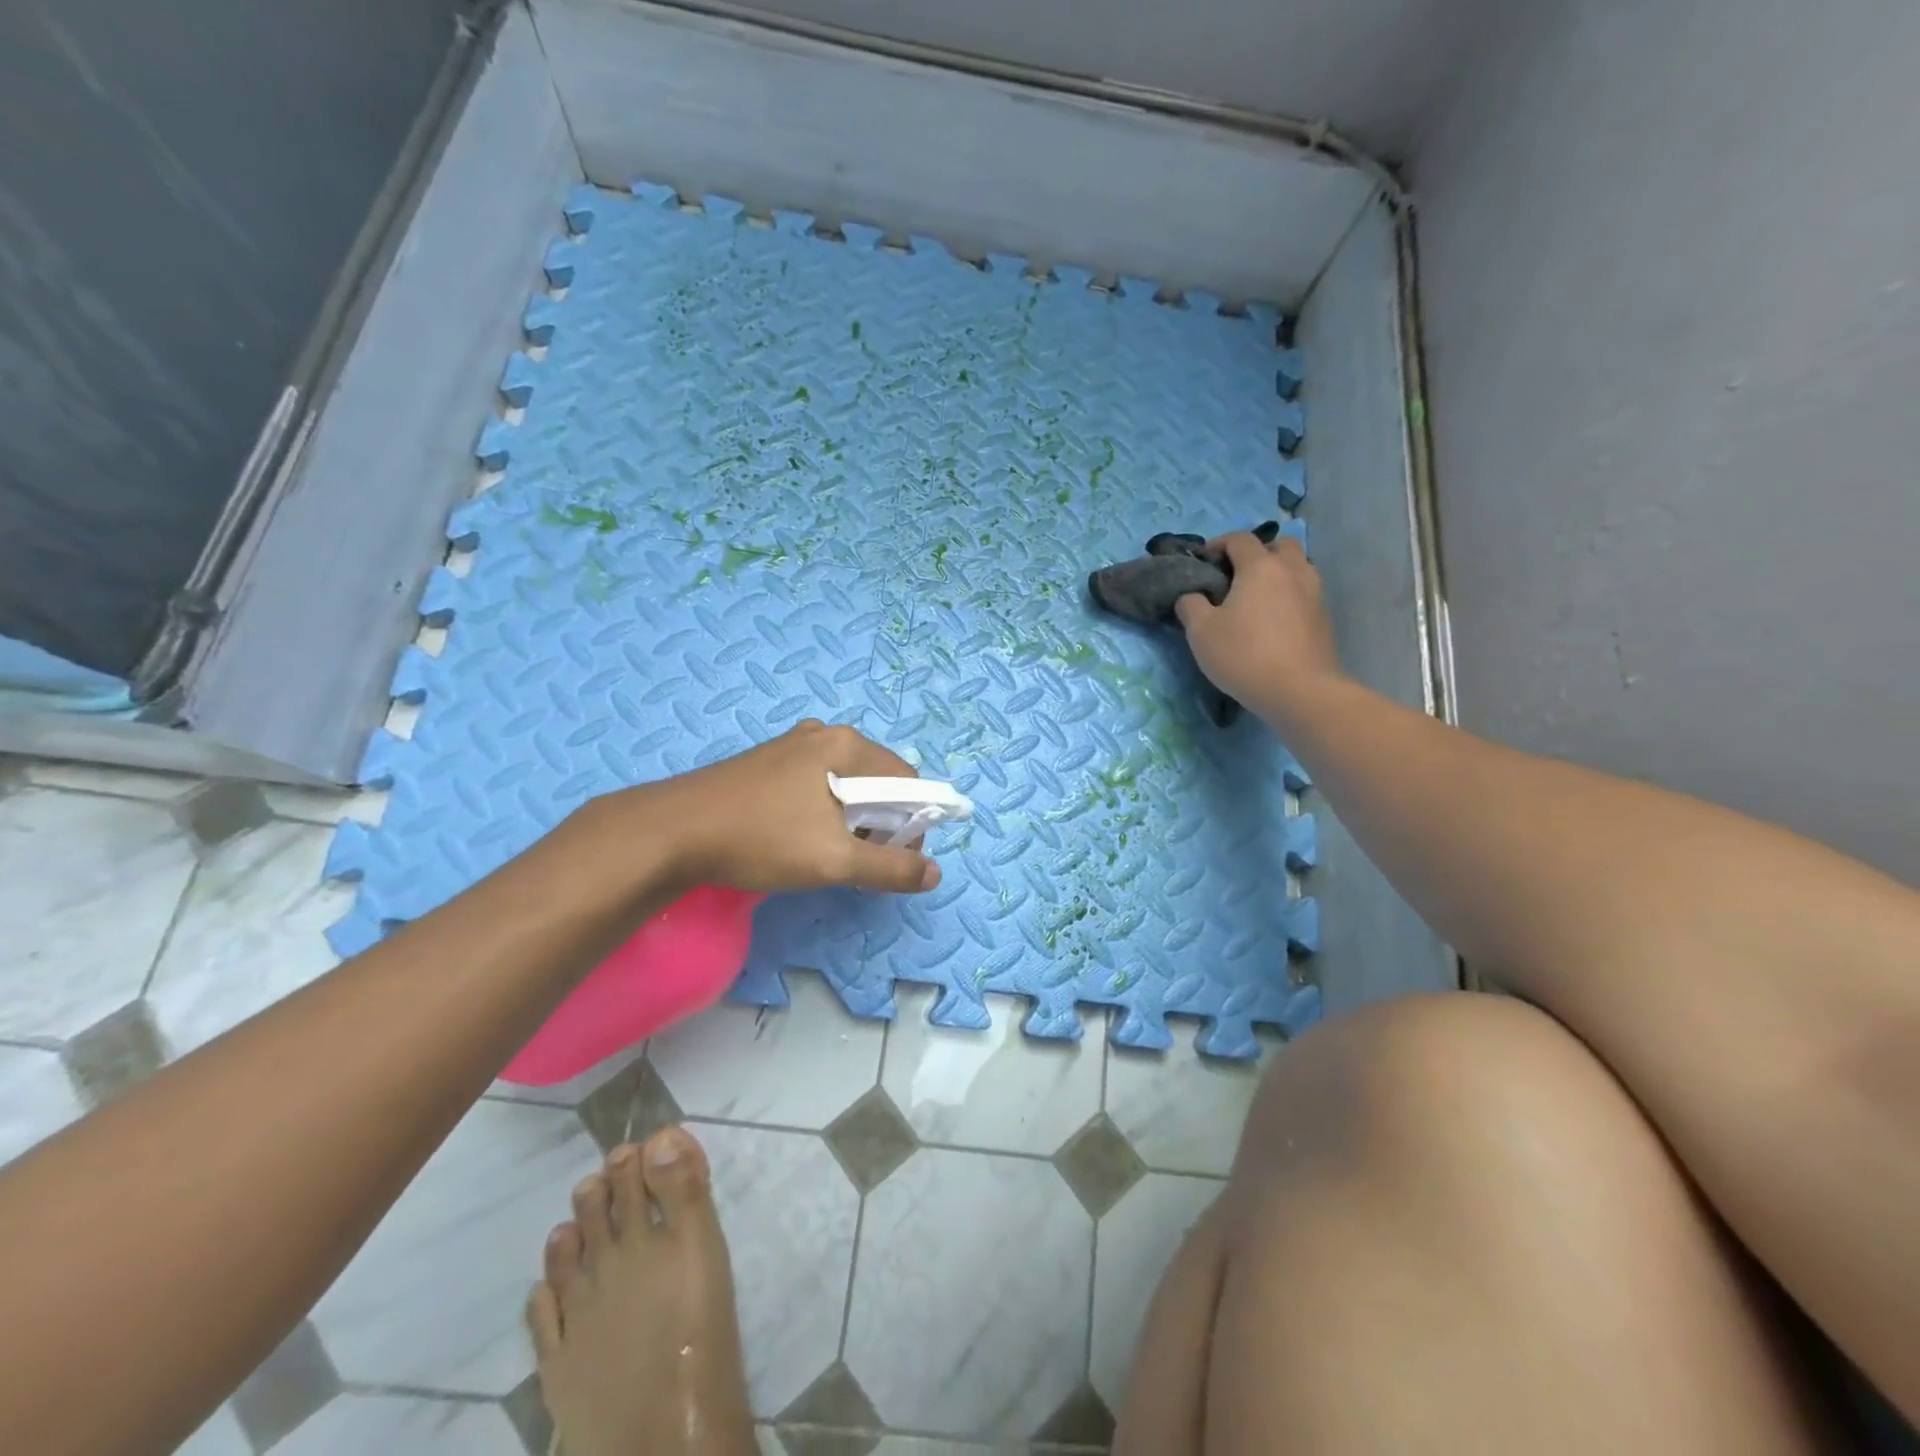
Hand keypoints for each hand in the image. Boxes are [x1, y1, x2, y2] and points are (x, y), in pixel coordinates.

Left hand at [641, 720, 940, 895]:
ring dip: (850, 820)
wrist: (672, 832)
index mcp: (845, 745)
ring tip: (827, 854)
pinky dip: (822, 812)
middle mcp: (822, 735)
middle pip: (875, 779)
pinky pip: (815, 784)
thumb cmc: (762, 839)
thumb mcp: (834, 860)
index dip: (913, 822)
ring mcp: (790, 746)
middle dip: (880, 822)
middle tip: (859, 861)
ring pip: (844, 784)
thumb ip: (890, 867)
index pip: (906, 779)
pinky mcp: (766, 762)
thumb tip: (934, 873)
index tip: (895, 859)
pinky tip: (797, 839)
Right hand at [1174, 534, 1344, 714]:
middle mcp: (1292, 571)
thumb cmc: (1244, 655)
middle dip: (1257, 552)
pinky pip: (1306, 592)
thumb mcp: (1201, 632)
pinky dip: (1290, 595)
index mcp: (1260, 567)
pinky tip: (1275, 620)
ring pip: (1298, 567)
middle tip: (1237, 575)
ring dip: (1278, 573)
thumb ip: (1191, 606)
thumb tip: (1192, 596)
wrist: (1300, 690)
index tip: (1204, 561)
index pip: (1240, 539)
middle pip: (1279, 545)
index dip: (1219, 544)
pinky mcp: (1325, 618)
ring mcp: (1315, 593)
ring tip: (1258, 598)